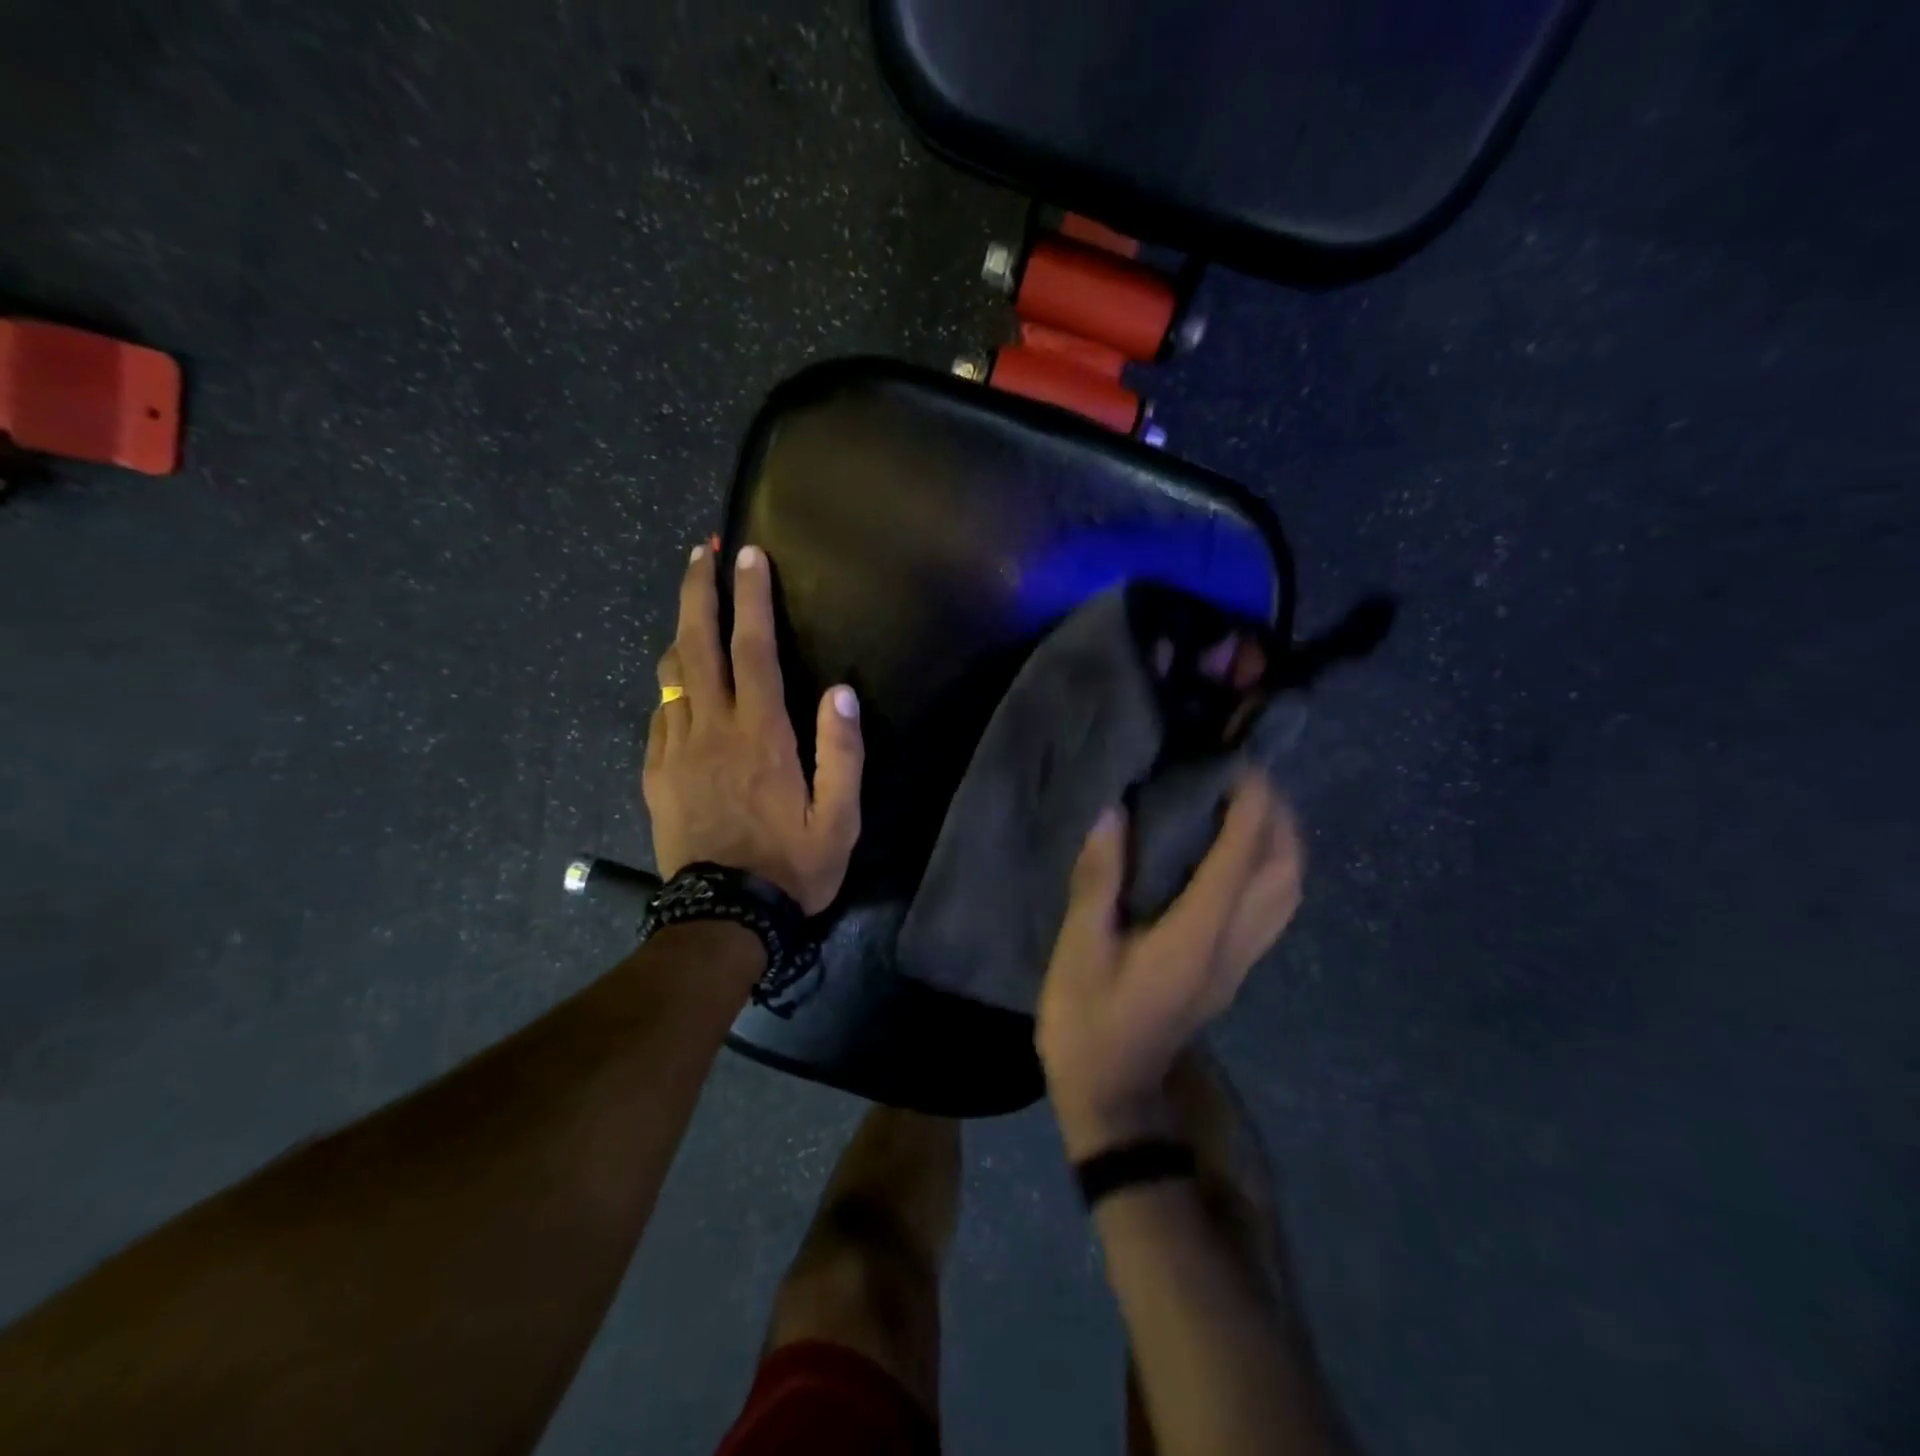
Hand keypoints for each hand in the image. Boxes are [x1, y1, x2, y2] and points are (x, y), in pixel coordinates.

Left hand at [643, 543, 864, 913]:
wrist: (722, 919)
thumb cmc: (790, 868)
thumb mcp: (839, 820)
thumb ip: (842, 754)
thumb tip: (840, 692)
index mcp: (761, 736)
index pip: (754, 649)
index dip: (751, 598)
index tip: (747, 555)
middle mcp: (712, 729)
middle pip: (697, 644)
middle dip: (698, 591)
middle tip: (699, 551)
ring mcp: (676, 750)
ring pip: (671, 673)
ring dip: (681, 631)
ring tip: (693, 607)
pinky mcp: (656, 773)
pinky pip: (660, 713)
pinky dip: (672, 685)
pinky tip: (683, 684)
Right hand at [1037, 774, 1303, 1158]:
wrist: (1116, 1097)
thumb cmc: (1088, 1025)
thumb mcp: (1079, 952)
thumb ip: (1097, 882)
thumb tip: (1111, 813)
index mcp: (1196, 938)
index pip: (1241, 858)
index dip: (1249, 803)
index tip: (1237, 760)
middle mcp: (1233, 946)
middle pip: (1285, 871)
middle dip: (1278, 814)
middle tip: (1245, 773)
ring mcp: (1241, 962)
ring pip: (1288, 890)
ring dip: (1281, 839)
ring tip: (1247, 801)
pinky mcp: (1234, 970)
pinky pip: (1274, 906)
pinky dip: (1271, 866)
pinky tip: (1239, 850)